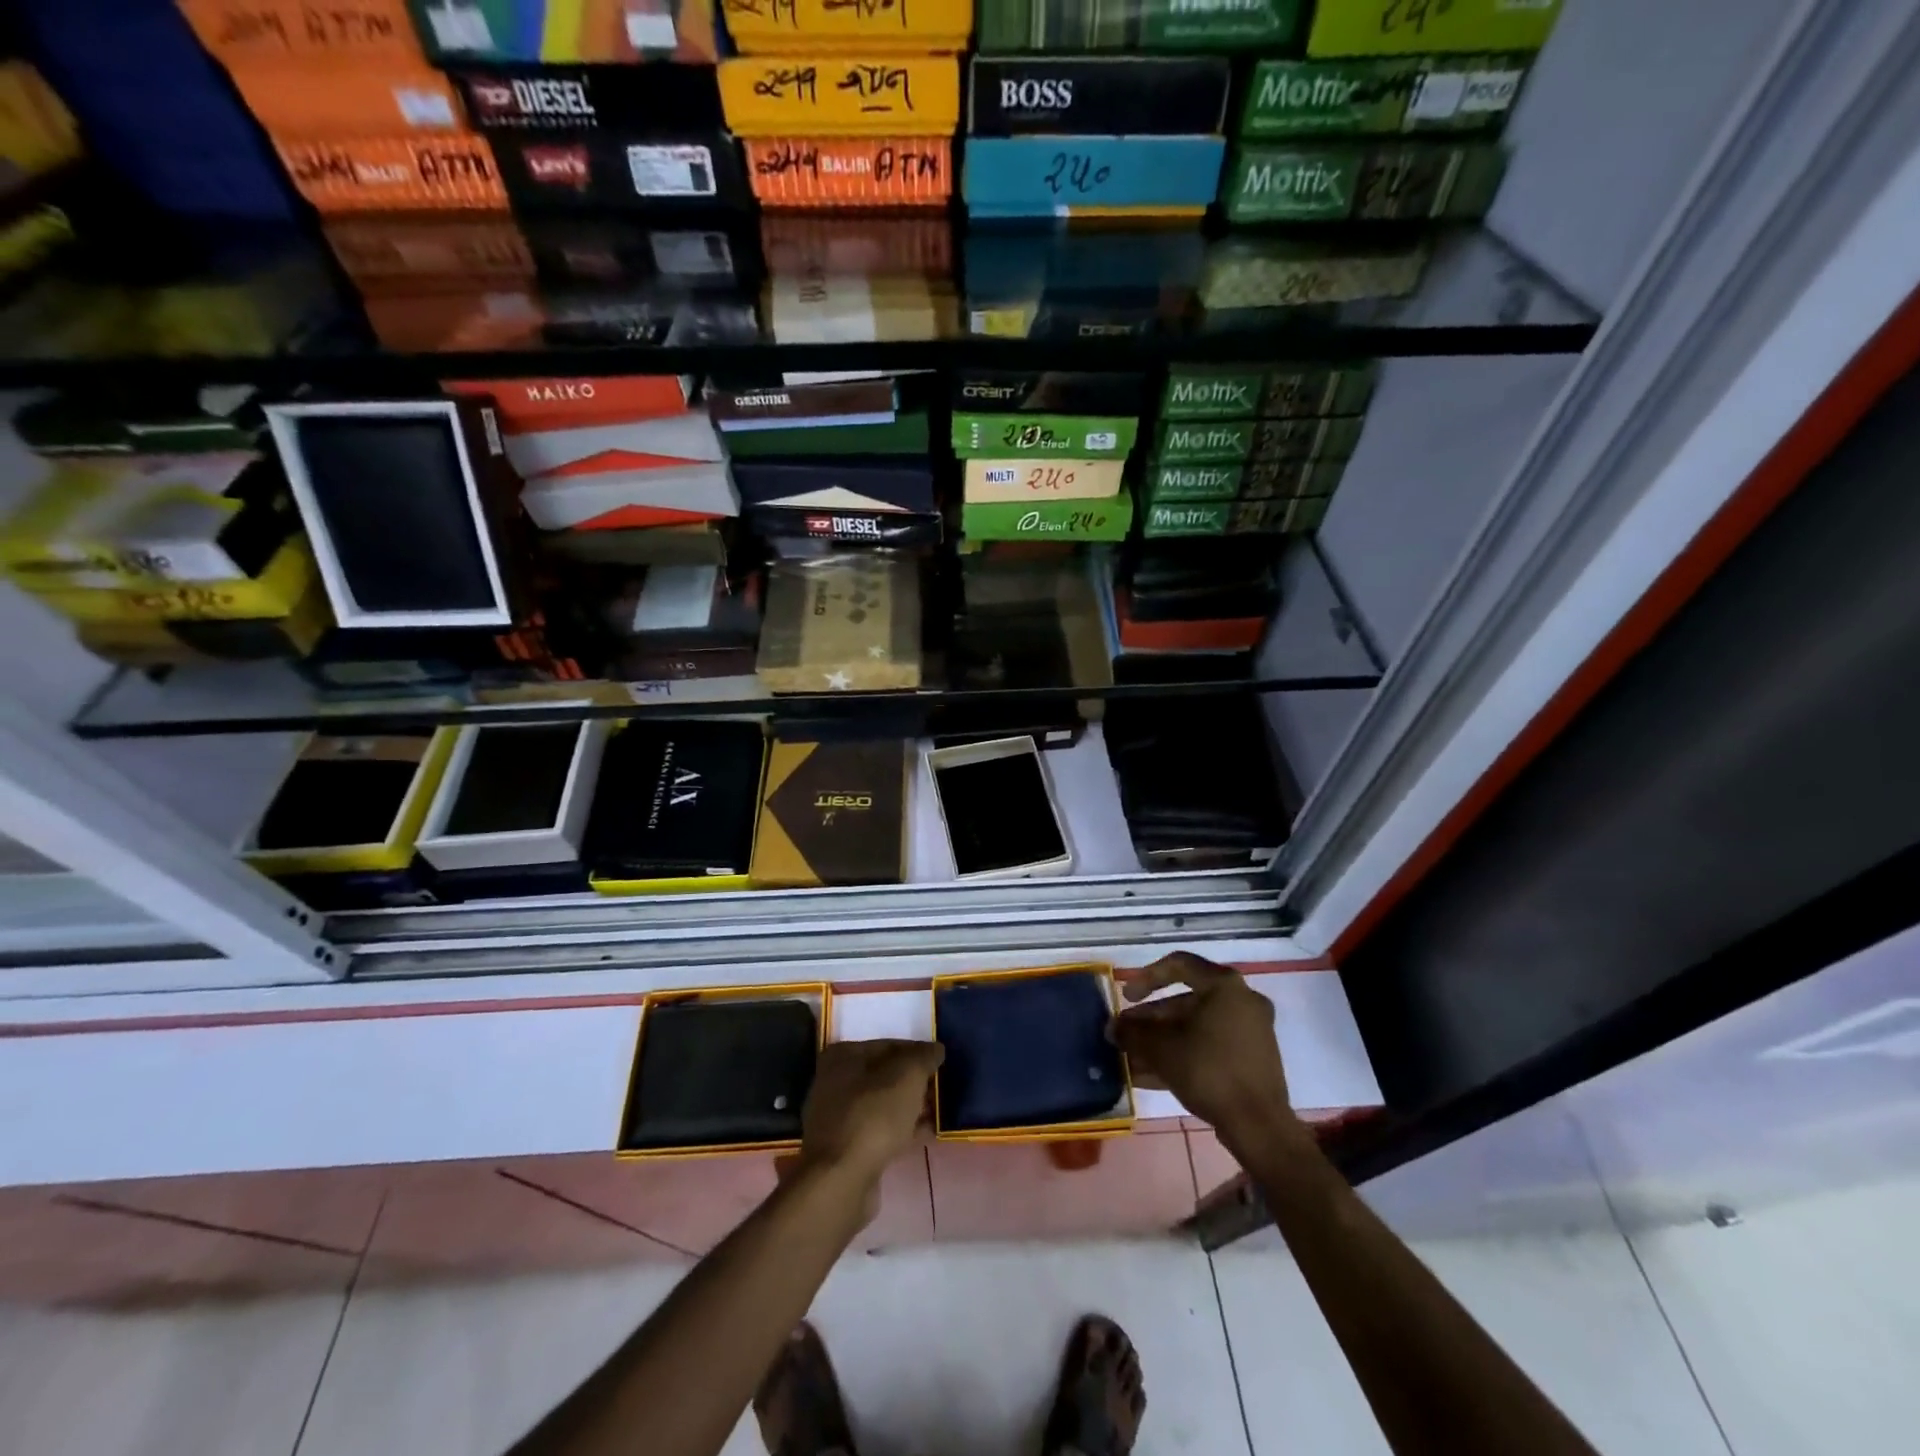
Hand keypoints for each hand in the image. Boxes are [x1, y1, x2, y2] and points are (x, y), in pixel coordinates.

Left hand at [797, 1039, 943, 1191]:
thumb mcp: (907, 1076)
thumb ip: (923, 1057)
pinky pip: (880, 1130)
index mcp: (842, 1056)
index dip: (917, 1051)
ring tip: (938, 1111)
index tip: (939, 1062)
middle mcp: (834, 1082)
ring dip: (909, 1107)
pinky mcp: (845, 1149)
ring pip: (882, 1104)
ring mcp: (837, 1118)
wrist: (842, 1179)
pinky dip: (902, 1130)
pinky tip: (926, 1134)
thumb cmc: (873, 1115)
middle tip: (940, 1087)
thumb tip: (936, 1049)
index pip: (887, 1045)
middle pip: (883, 1075)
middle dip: (913, 1081)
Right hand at [1111, 953, 1301, 1154]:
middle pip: (1185, 1001)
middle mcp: (1241, 1001)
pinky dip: (1183, 1054)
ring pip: (1196, 1027)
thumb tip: (1113, 1029)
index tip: (1126, 997)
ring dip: (1162, 1040)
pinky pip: (1210, 1046)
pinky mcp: (1252, 1059)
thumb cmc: (1209, 1071)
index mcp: (1224, 986)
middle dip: (1150, 1020)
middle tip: (1125, 1034)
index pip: (1178, 964)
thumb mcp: (1161, 1049)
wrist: (1259, 1126)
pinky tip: (1151, 1075)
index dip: (1146, 977)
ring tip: (1132, 1058)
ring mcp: (1250, 1031)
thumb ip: (1133, 1033)